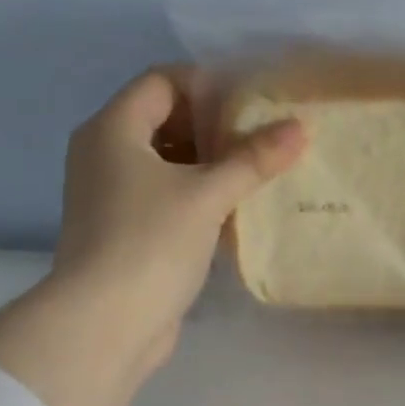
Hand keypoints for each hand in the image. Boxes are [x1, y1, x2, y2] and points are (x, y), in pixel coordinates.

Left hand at [50, 65, 305, 373]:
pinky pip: (165, 199)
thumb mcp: (207, 195)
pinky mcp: (125, 233)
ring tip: (258, 175)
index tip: (254, 105)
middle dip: (214, 128)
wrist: (106, 323)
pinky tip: (235, 213)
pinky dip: (198, 198)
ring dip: (210, 167)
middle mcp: (104, 154)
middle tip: (264, 141)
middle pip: (164, 122)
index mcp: (112, 129)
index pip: (162, 82)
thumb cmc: (150, 243)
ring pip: (167, 165)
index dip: (208, 86)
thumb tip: (300, 127)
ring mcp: (111, 197)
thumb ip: (253, 159)